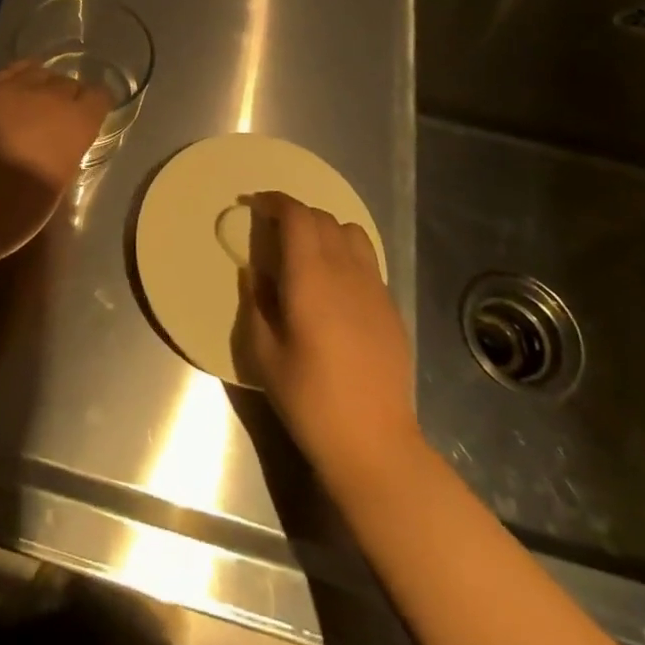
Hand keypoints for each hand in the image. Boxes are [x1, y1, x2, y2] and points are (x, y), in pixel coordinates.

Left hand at [0, 61, 111, 268]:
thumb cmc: (12, 216)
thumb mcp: (56, 189)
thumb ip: (67, 154)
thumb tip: (65, 143)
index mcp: (73, 125)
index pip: (99, 97)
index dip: (97, 107)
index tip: (92, 119)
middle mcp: (47, 98)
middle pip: (68, 83)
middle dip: (70, 98)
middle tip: (61, 119)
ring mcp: (9, 90)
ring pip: (39, 72)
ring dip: (43, 87)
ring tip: (36, 105)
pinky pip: (8, 74)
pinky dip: (17, 81)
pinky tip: (12, 97)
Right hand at [239, 192, 422, 484]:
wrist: (374, 443)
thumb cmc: (309, 398)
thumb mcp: (263, 352)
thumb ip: (256, 302)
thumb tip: (255, 273)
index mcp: (310, 277)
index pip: (296, 216)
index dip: (274, 201)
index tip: (254, 204)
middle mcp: (345, 272)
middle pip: (322, 218)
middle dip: (294, 213)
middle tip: (272, 229)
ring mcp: (374, 288)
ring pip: (351, 233)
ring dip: (324, 229)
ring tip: (306, 250)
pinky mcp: (390, 308)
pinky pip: (367, 261)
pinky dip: (345, 253)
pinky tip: (333, 282)